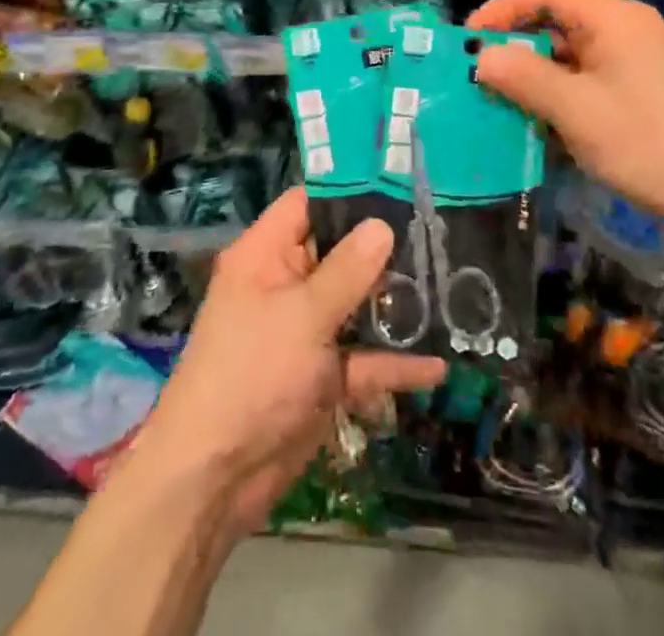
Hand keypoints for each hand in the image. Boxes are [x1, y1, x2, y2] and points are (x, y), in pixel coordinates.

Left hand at [143, 187, 445, 536]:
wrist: (214, 478)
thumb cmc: (251, 374)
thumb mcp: (302, 316)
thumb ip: (347, 271)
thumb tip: (382, 224)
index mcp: (265, 255)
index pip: (306, 205)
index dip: (346, 192)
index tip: (398, 185)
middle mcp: (284, 285)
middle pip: (338, 253)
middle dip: (383, 249)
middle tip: (439, 234)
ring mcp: (303, 332)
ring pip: (354, 306)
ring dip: (393, 306)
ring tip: (450, 288)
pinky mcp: (319, 378)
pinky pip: (360, 360)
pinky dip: (393, 363)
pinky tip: (437, 366)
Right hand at [469, 0, 663, 238]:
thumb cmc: (647, 143)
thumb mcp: (576, 110)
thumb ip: (524, 77)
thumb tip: (481, 56)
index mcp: (614, 19)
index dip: (503, 9)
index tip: (470, 39)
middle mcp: (625, 30)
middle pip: (557, 22)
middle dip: (516, 47)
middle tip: (480, 74)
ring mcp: (636, 63)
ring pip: (570, 56)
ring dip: (535, 76)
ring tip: (502, 103)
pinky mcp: (641, 93)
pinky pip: (587, 81)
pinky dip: (559, 95)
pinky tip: (541, 127)